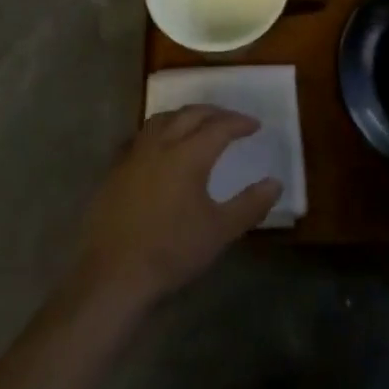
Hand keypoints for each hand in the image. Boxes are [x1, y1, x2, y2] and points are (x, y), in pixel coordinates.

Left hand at [73, 106, 280, 313]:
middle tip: (230, 120)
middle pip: (190, 114)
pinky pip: (141, 137)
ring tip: (196, 125)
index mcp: (188, 154)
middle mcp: (161, 144)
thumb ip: (249, 205)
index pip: (219, 126)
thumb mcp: (219, 232)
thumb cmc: (171, 252)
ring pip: (162, 119)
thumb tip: (275, 183)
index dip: (239, 123)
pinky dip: (159, 132)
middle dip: (213, 113)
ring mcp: (134, 155)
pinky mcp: (115, 170)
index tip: (255, 125)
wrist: (113, 275)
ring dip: (184, 116)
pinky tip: (161, 148)